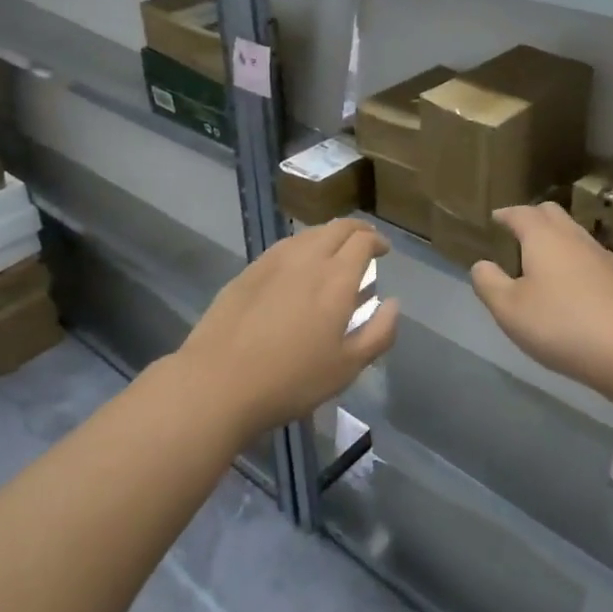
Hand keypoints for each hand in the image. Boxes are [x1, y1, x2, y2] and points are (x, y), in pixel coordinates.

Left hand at [175, 218, 398, 437]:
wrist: (218, 382)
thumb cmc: (291, 380)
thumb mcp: (347, 367)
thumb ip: (379, 332)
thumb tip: (394, 303)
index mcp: (336, 278)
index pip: (363, 241)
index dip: (377, 241)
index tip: (383, 251)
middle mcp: (307, 259)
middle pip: (336, 228)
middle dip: (356, 230)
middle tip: (364, 242)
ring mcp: (273, 261)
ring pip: (308, 234)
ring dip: (328, 236)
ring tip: (333, 253)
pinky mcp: (247, 271)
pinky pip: (283, 247)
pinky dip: (301, 248)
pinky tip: (297, 267)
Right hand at [471, 202, 612, 394]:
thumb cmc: (562, 325)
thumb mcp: (509, 309)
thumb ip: (489, 283)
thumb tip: (481, 264)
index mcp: (543, 237)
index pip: (520, 213)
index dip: (505, 215)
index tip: (495, 218)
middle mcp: (572, 237)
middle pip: (551, 213)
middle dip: (531, 217)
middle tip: (515, 232)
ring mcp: (599, 256)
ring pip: (571, 233)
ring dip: (553, 238)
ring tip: (537, 257)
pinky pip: (585, 255)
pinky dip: (569, 258)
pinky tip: (564, 283)